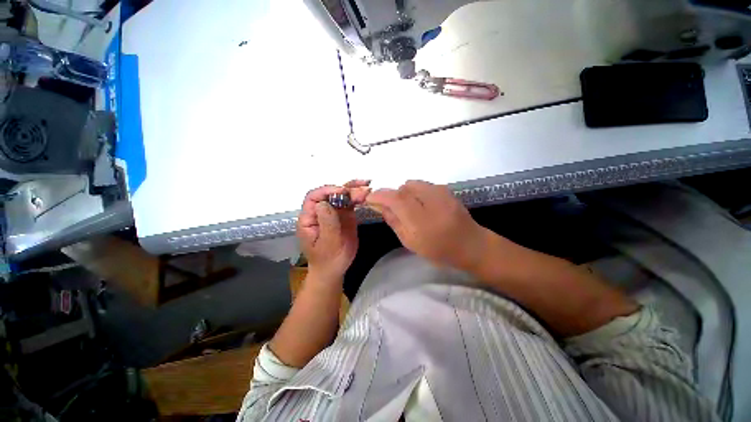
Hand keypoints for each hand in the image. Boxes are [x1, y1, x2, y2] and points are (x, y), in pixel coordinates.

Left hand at [297, 180, 370, 279]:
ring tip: (367, 188)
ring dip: (354, 190)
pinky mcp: (345, 215)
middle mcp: (321, 211)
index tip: (343, 192)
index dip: (327, 191)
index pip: (314, 197)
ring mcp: (334, 212)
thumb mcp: (327, 243)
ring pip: (342, 196)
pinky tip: (367, 194)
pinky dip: (358, 197)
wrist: (335, 269)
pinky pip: (350, 203)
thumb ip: (326, 223)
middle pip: (330, 194)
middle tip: (362, 188)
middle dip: (345, 189)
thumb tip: (324, 203)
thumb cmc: (327, 259)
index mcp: (309, 218)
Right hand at [366, 180, 488, 270]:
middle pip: (402, 188)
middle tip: (393, 209)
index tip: (370, 197)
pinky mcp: (445, 189)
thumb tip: (379, 205)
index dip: (380, 195)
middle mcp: (431, 201)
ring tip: (409, 207)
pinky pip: (422, 185)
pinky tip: (421, 204)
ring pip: (411, 184)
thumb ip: (393, 221)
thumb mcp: (410, 241)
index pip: (396, 199)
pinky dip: (415, 192)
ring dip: (404, 193)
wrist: (470, 244)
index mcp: (421, 221)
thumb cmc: (438, 249)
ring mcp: (440, 192)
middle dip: (393, 196)